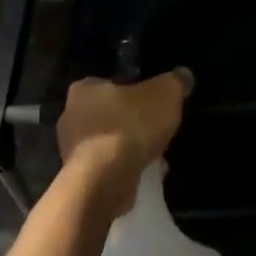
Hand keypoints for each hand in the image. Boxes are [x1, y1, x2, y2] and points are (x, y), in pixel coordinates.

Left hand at [55, 68, 192, 212]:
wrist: (104, 180)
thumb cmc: (130, 126)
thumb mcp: (165, 94)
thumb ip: (175, 82)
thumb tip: (183, 75)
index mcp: (84, 89)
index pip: (108, 83)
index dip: (132, 91)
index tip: (152, 103)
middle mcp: (71, 117)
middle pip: (110, 114)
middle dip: (133, 122)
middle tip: (157, 129)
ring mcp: (72, 150)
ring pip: (110, 142)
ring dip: (131, 148)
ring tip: (157, 155)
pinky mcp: (81, 177)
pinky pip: (109, 167)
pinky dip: (127, 168)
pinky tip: (148, 173)